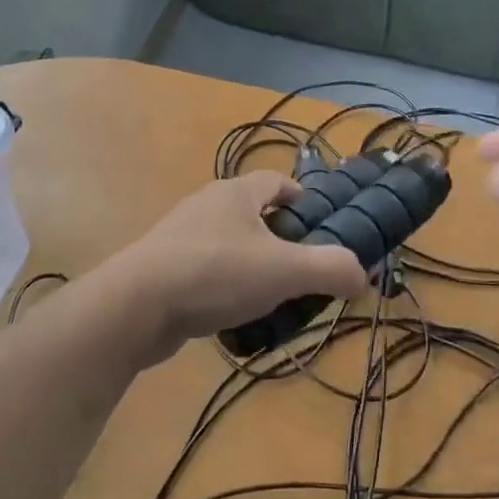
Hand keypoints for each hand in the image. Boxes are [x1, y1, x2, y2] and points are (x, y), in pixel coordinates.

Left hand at [107, 171, 368, 364]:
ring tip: (273, 298)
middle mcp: (208, 204)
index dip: (303, 200)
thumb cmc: (216, 273)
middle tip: (303, 270)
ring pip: (230, 244)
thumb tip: (362, 274)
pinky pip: (207, 270)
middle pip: (255, 213)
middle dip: (281, 239)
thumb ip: (330, 269)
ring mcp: (181, 235)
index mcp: (236, 192)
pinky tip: (234, 316)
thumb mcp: (284, 271)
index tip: (321, 228)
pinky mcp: (164, 267)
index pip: (278, 181)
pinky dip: (225, 287)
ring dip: (253, 265)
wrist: (136, 306)